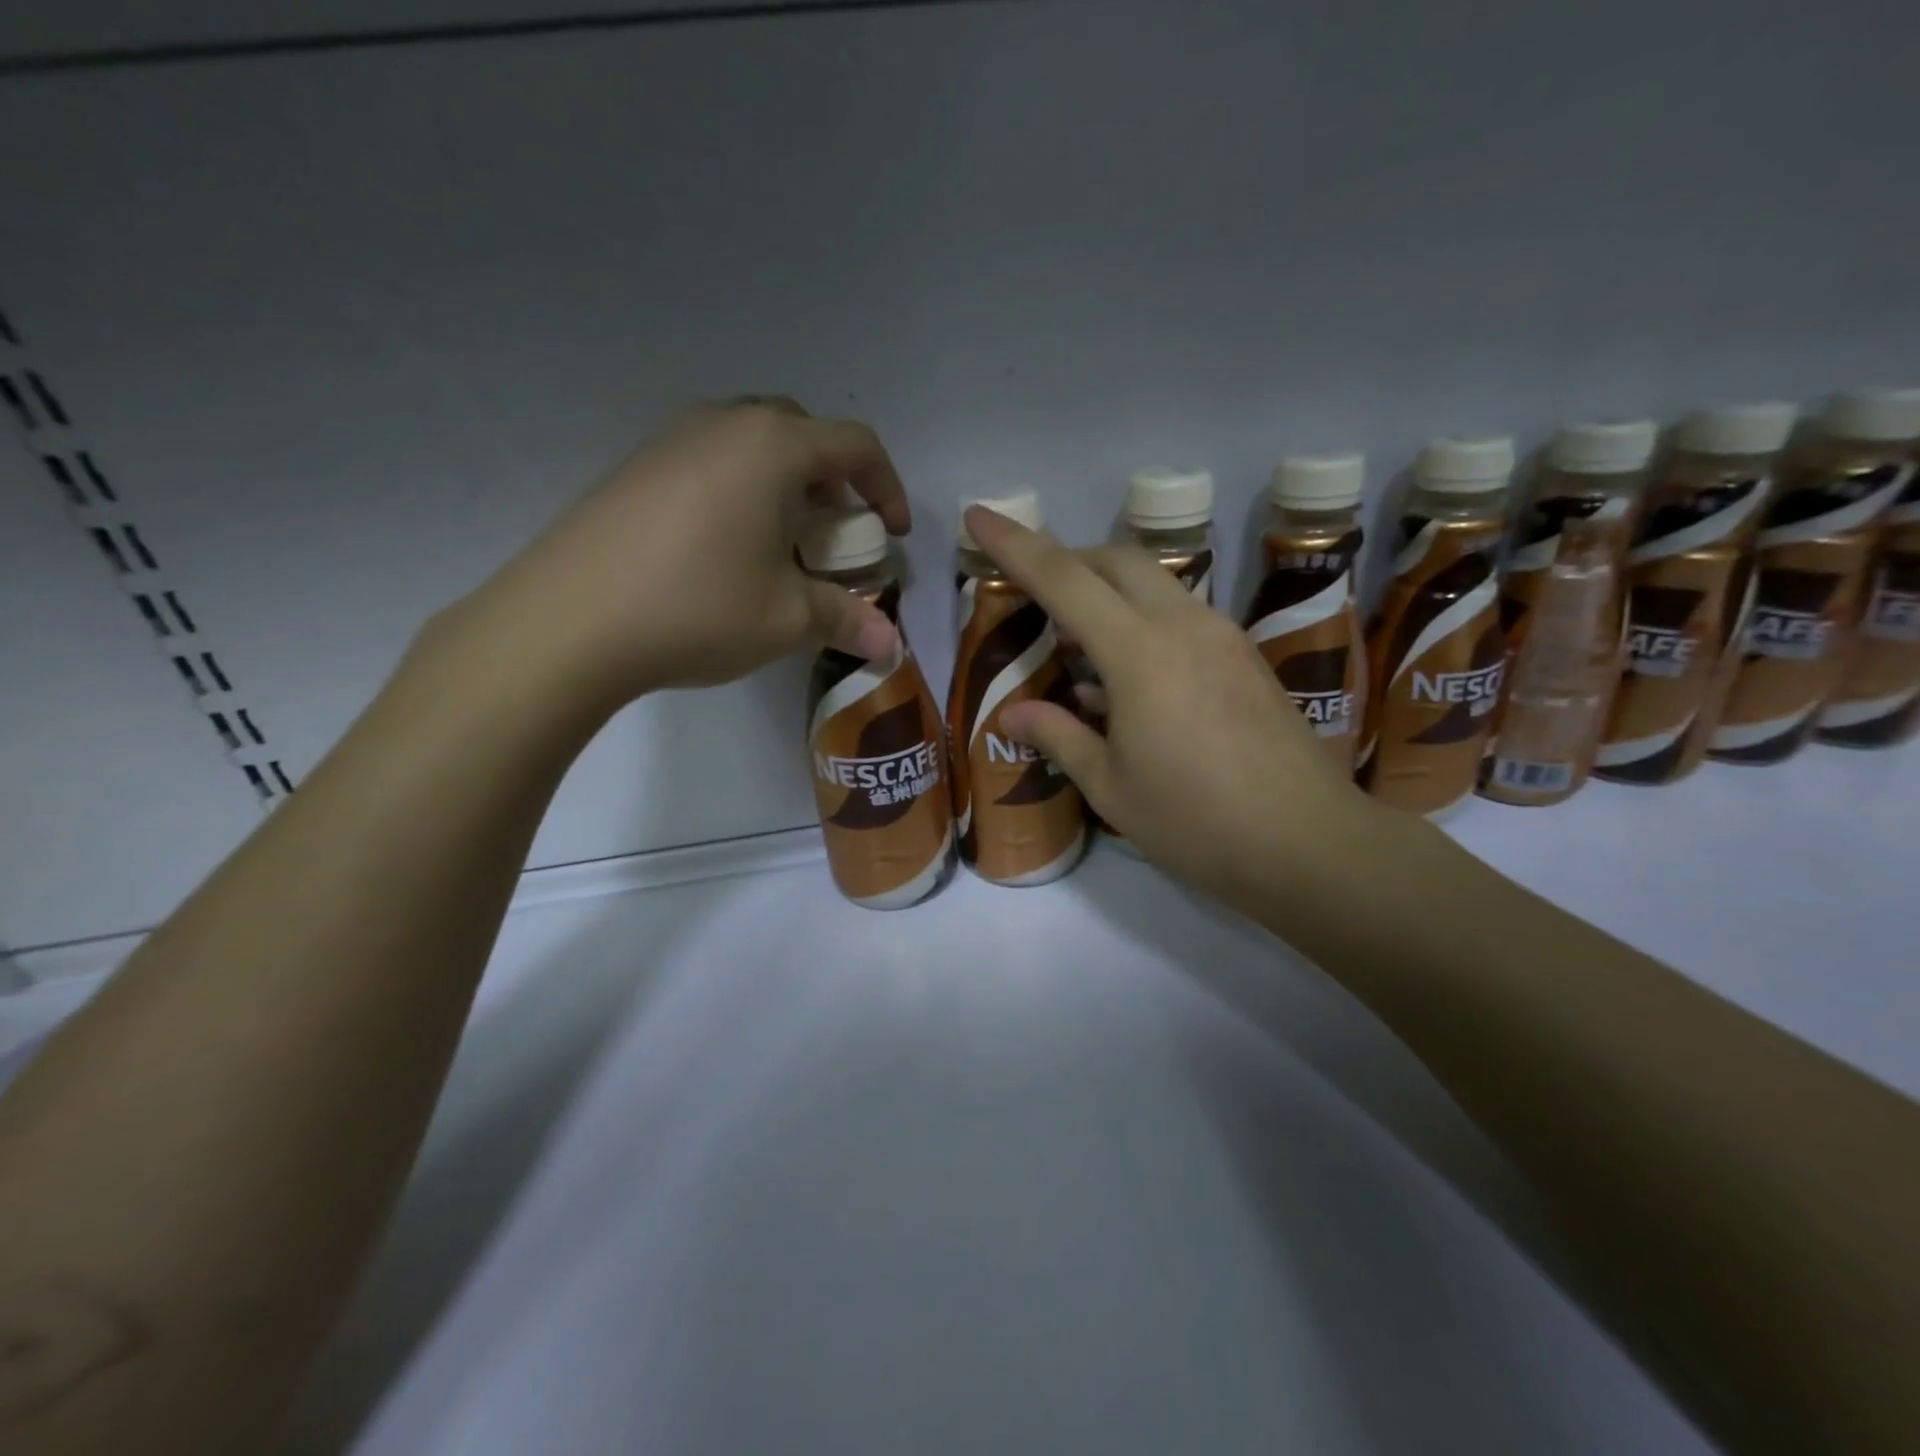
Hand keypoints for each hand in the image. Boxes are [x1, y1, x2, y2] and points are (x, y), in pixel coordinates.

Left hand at [445, 399, 909, 712]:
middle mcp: (723, 425)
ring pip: (751, 444)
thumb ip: (846, 621)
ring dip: (784, 484)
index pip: (855, 445)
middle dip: (833, 481)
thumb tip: (890, 647)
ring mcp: (671, 440)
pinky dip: (740, 491)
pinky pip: (709, 461)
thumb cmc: (697, 607)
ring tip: (783, 542)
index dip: (887, 487)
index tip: (892, 535)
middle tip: (836, 532)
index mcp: (772, 447)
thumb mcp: (787, 619)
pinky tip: (726, 548)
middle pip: (801, 433)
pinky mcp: (635, 467)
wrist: (568, 622)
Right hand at [964, 506, 1383, 906]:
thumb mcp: (1111, 788)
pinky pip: (1181, 613)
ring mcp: (1222, 636)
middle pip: (1117, 560)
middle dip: (1068, 560)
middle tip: (1034, 597)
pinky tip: (1131, 678)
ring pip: (1154, 582)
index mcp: (1139, 654)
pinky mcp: (1245, 656)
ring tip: (1080, 644)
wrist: (1309, 842)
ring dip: (1108, 591)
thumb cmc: (1195, 822)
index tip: (978, 515)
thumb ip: (1059, 737)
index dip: (1015, 544)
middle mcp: (1183, 625)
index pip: (1064, 578)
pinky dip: (1143, 620)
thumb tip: (1012, 714)